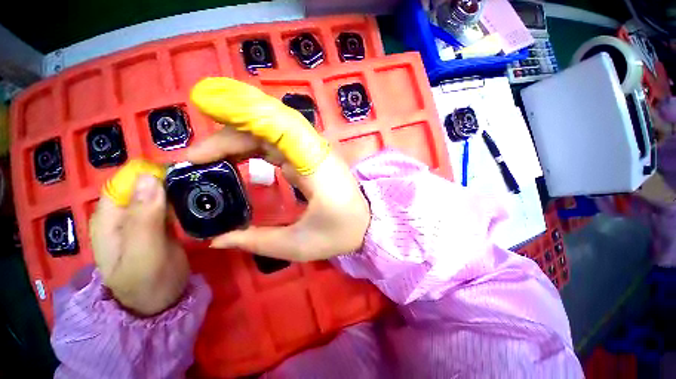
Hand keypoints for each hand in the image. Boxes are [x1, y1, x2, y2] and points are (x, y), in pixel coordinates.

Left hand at [91, 170, 188, 315]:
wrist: (162, 302)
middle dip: (170, 178)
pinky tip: (199, 198)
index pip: (126, 181)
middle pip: (145, 184)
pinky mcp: (160, 223)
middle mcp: (123, 214)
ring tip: (203, 186)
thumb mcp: (143, 253)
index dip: (151, 171)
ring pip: (160, 192)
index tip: (181, 170)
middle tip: (198, 179)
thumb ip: (144, 218)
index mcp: (109, 218)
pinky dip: (183, 198)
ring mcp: (143, 218)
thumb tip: (150, 177)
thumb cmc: (147, 282)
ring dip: (179, 187)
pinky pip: (170, 203)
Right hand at [188, 77, 369, 260]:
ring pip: (271, 130)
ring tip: (210, 159)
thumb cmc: (340, 233)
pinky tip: (236, 159)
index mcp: (315, 165)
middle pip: (268, 125)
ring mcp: (313, 151)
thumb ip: (257, 240)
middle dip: (228, 136)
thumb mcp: (298, 244)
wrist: (367, 223)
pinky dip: (253, 145)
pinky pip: (278, 142)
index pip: (276, 128)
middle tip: (197, 159)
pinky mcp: (311, 157)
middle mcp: (314, 150)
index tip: (199, 152)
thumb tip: (217, 238)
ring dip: (238, 139)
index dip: (235, 126)